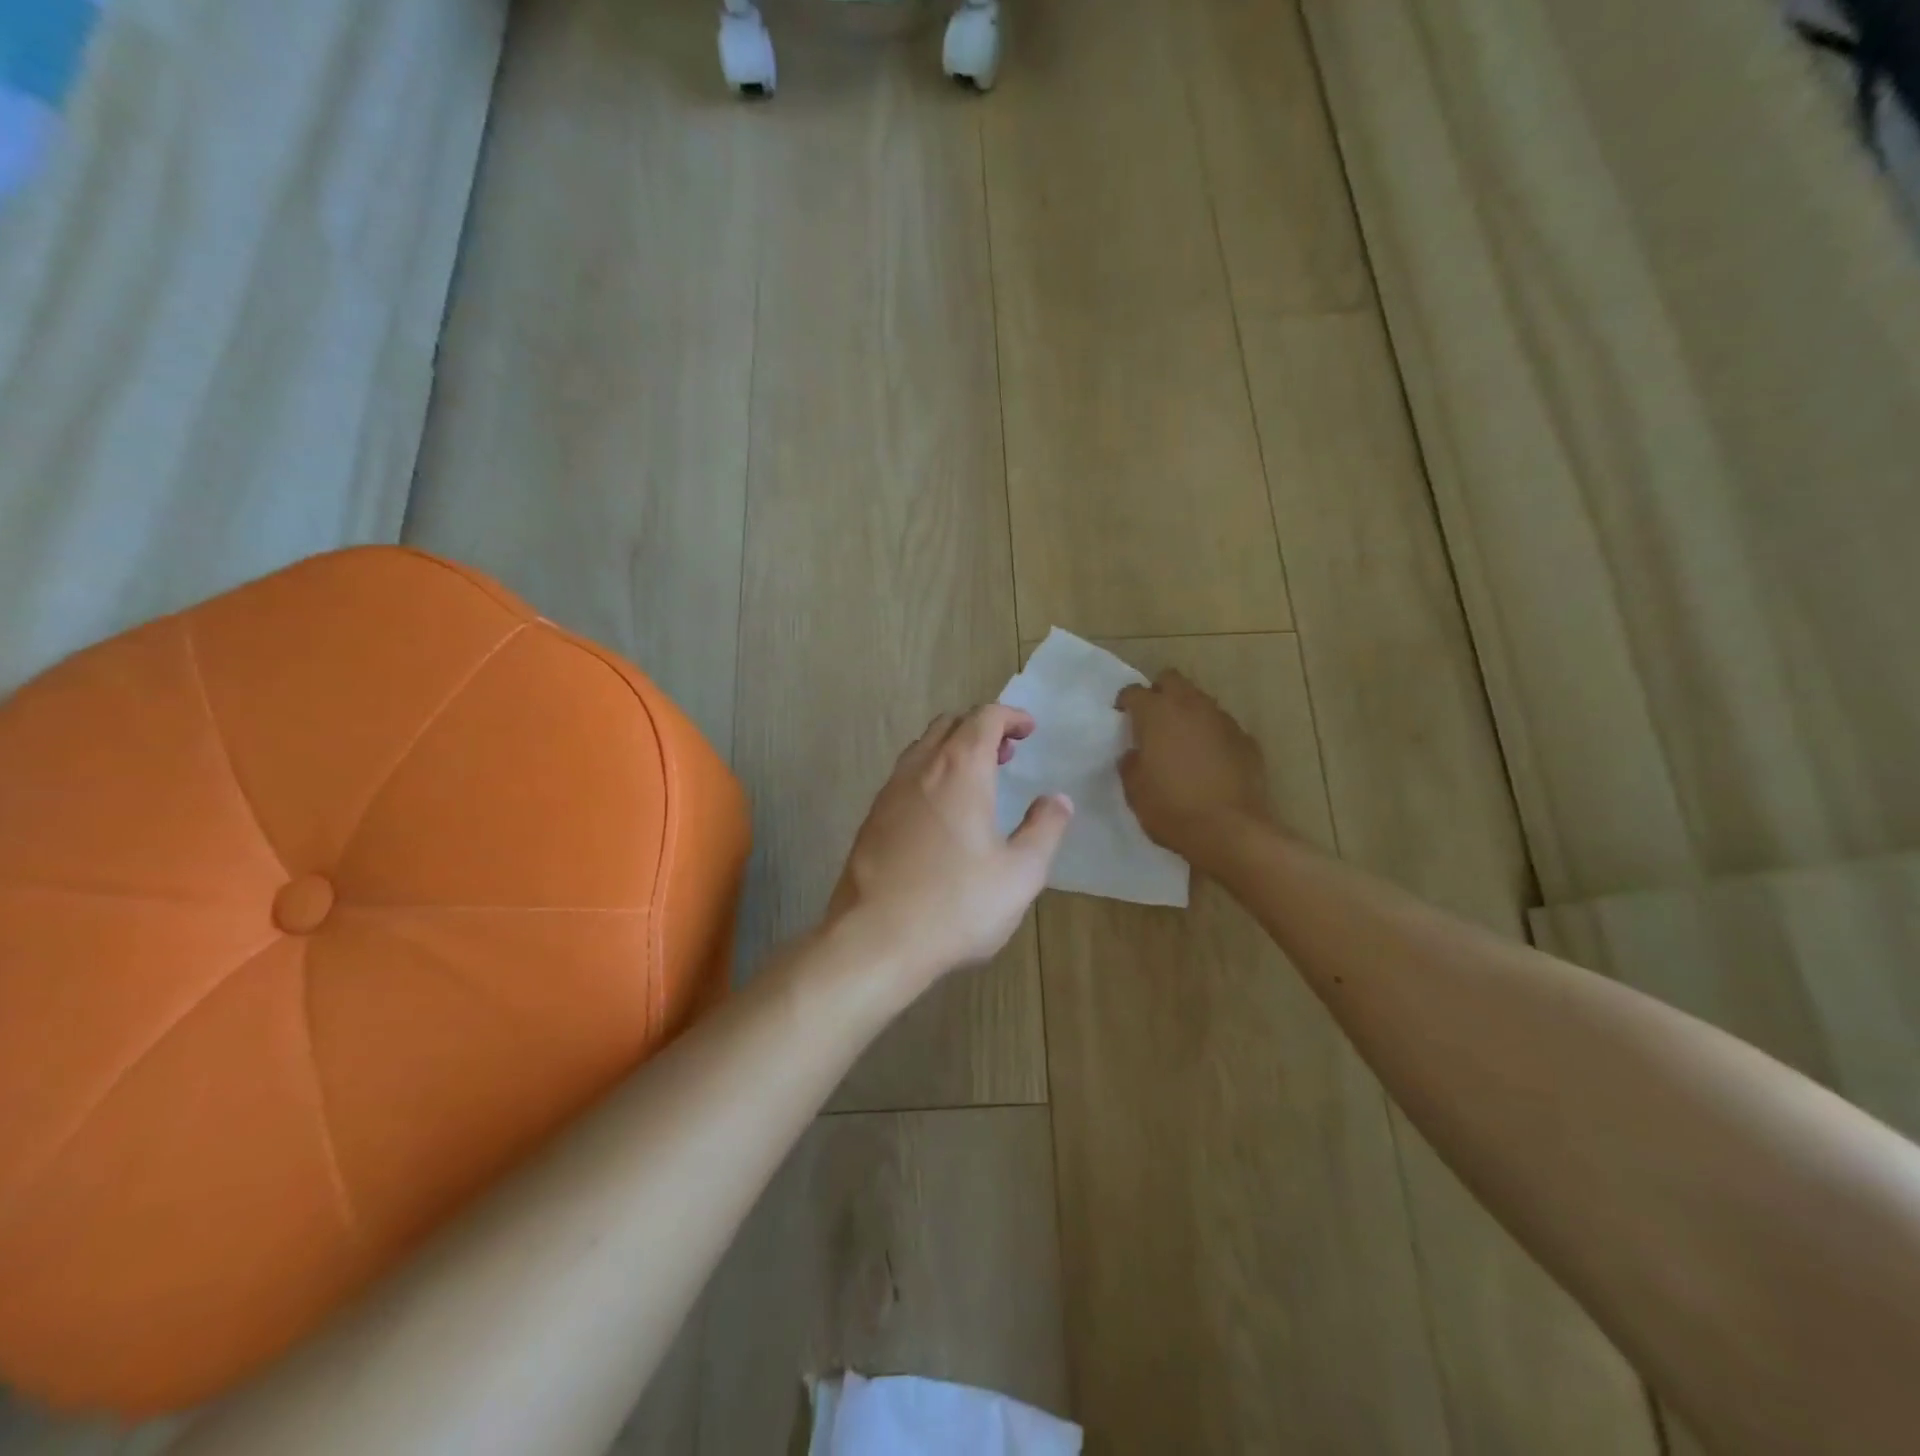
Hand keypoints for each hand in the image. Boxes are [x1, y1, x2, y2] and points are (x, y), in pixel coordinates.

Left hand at [828, 705, 1073, 985]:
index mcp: (960, 770)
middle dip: (981, 728)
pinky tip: (940, 813)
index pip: (984, 717)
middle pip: (949, 725)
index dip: (1010, 716)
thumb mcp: (1020, 873)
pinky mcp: (871, 819)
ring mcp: (889, 793)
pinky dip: (930, 774)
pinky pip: (904, 777)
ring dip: (953, 750)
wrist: (874, 940)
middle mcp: (920, 769)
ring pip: (922, 749)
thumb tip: (1058, 800)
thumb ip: (1045, 830)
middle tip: (1006, 754)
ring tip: (976, 781)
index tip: (1028, 730)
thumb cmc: (956, 905)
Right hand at [1117, 671, 1271, 869]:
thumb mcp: (1135, 791)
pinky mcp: (1246, 740)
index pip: (1134, 691)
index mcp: (1157, 714)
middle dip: (1159, 692)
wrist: (1231, 831)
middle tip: (1152, 719)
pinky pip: (1222, 727)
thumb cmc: (1172, 809)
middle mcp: (1191, 707)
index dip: (1125, 702)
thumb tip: (1135, 754)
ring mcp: (1223, 721)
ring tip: (1181, 741)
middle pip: (1172, 680)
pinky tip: (1209, 761)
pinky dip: (1211, 736)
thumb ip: (1131, 765)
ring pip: (1200, 701)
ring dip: (1187, 713)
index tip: (1121, 717)